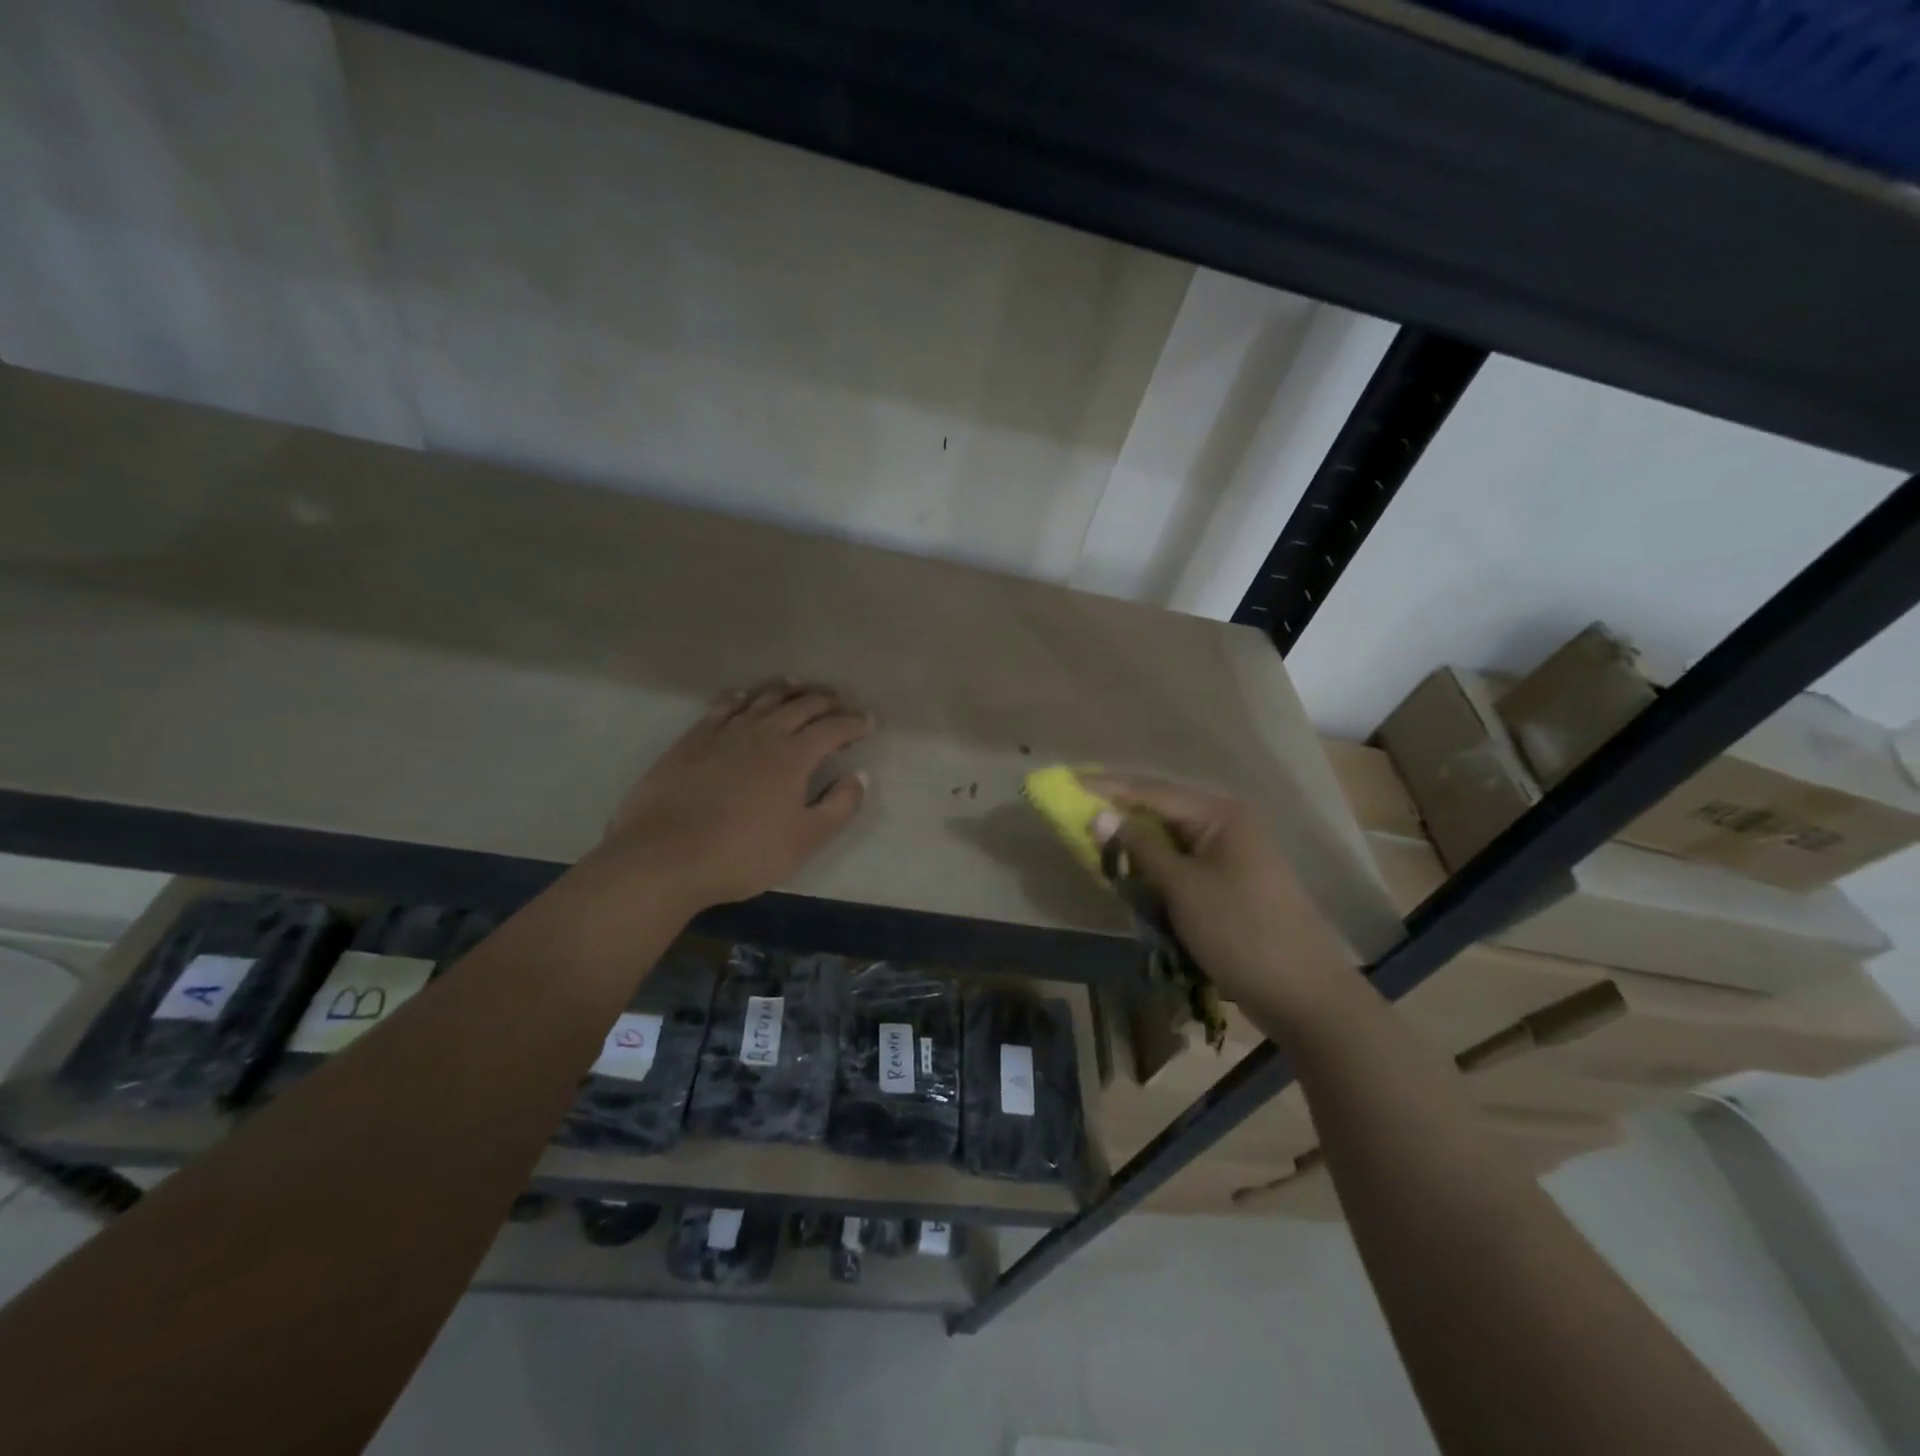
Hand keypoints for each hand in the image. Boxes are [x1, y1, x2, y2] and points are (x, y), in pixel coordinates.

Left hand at [599, 681, 871, 909]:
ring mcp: (724, 733)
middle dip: (825, 700)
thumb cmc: (744, 853)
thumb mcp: (805, 840)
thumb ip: (839, 806)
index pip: (833, 729)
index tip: (868, 721)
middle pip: (800, 706)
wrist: (664, 856)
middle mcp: (763, 733)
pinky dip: (740, 697)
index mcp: (794, 756)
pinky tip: (743, 696)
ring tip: (799, 685)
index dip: (854, 723)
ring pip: (762, 699)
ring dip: (786, 690)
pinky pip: (722, 707)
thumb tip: (859, 775)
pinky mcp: (692, 741)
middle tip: (840, 700)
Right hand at [1081, 774, 1354, 1027]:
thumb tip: (1098, 816)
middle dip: (1120, 815)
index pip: (1152, 791)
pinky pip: (1183, 865)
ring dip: (1136, 845)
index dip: (1108, 789)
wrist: (1305, 995)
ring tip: (1096, 843)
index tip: (1068, 784)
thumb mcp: (1183, 887)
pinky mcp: (1231, 883)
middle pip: (1162, 811)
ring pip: (1171, 840)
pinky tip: (1131, 874)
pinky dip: (1156, 869)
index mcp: (1221, 814)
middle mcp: (1228, 825)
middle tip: (1076, 815)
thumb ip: (1139, 848)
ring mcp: (1232, 855)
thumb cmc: (1241, 932)